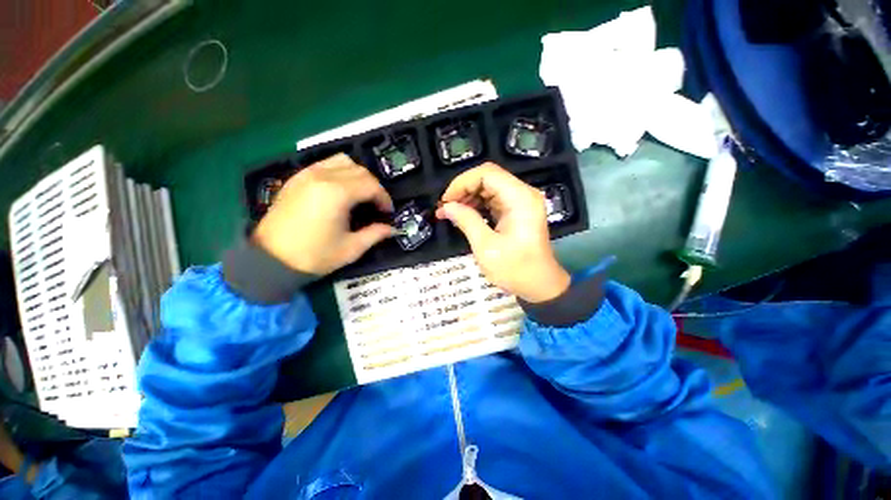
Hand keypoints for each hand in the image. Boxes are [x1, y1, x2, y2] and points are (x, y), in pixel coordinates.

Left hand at [253, 154, 393, 275]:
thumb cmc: (314, 255)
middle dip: (374, 187)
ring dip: (358, 175)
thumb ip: (375, 234)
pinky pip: (325, 165)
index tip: (388, 212)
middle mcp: (322, 176)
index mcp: (337, 193)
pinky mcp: (296, 178)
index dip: (384, 198)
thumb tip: (392, 229)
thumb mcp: (351, 248)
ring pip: (342, 161)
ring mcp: (306, 174)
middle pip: (359, 170)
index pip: (371, 185)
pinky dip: (340, 172)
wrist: (270, 260)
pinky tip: (341, 190)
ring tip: (361, 194)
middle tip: (377, 205)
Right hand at [437, 163, 569, 302]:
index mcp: (520, 198)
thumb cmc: (515, 269)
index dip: (462, 182)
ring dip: (468, 197)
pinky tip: (464, 215)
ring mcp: (521, 202)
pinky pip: (493, 200)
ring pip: (489, 188)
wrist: (539, 286)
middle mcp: (523, 194)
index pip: (487, 173)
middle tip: (445, 208)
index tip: (446, 201)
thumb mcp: (486, 246)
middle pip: (488, 178)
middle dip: (463, 190)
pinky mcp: (517, 211)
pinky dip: (477, 205)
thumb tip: (446, 207)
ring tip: (451, 213)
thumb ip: (466, 221)